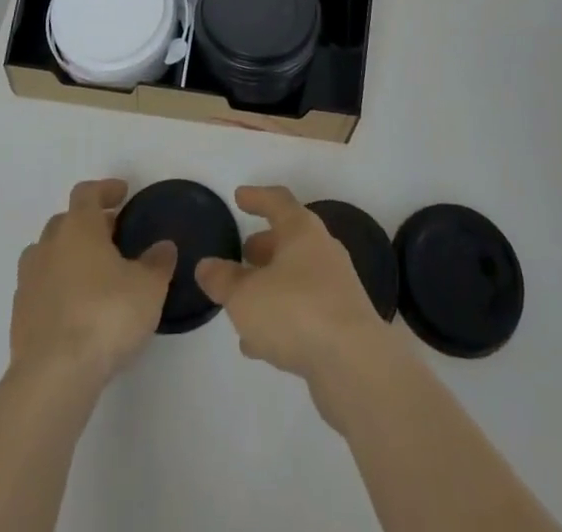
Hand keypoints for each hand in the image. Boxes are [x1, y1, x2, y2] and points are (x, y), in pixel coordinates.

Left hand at [9, 179, 177, 387]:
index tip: (122, 194)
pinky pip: (39, 288)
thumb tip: (162, 247)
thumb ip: (157, 262)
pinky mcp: (18, 316)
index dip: (105, 189)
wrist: (54, 376)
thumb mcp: (148, 287)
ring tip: (91, 273)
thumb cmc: (106, 316)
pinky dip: (56, 287)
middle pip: (65, 221)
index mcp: (78, 228)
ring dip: (67, 255)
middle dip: (88, 224)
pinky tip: (74, 308)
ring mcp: (28, 281)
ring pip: (47, 254)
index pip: (87, 193)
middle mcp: (49, 246)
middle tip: (112, 235)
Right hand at [195, 185, 395, 401]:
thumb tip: (206, 265)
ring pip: (296, 277)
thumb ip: (223, 280)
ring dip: (271, 284)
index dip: (257, 197)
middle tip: (241, 252)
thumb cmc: (295, 312)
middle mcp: (322, 251)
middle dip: (264, 245)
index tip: (239, 197)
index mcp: (302, 231)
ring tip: (243, 301)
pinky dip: (281, 316)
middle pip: (290, 239)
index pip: (278, 201)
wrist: (354, 364)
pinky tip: (258, 342)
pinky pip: (304, 310)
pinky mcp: (340, 323)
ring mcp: (335, 287)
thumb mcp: (245, 296)